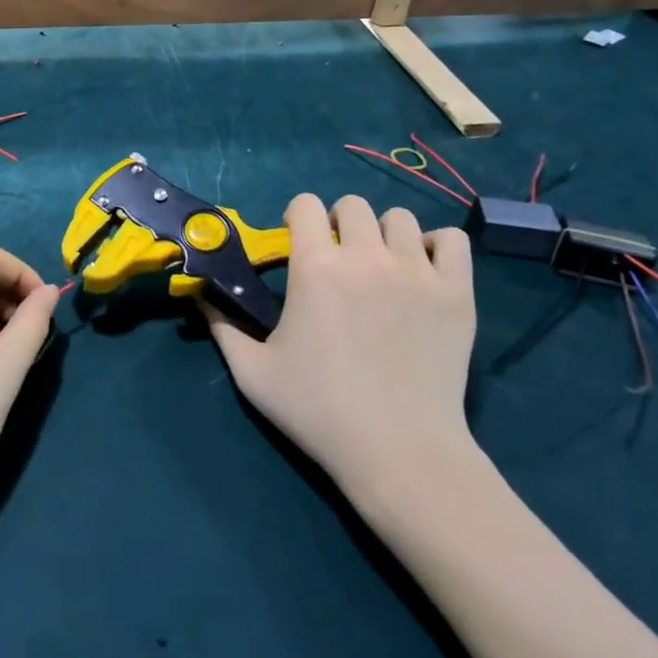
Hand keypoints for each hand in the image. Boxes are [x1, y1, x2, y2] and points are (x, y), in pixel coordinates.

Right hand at [202, 193, 478, 507]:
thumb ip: (221, 326)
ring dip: (383, 234)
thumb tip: (200, 294)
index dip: (297, 217)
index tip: (297, 243)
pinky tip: (422, 272)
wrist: (400, 453)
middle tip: (337, 258)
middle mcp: (366, 256)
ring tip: (380, 266)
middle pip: (353, 205)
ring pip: (400, 219)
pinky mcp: (456, 293)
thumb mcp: (252, 372)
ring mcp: (417, 272)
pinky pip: (452, 241)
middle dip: (338, 223)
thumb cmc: (319, 411)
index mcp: (315, 267)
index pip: (305, 204)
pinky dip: (436, 247)